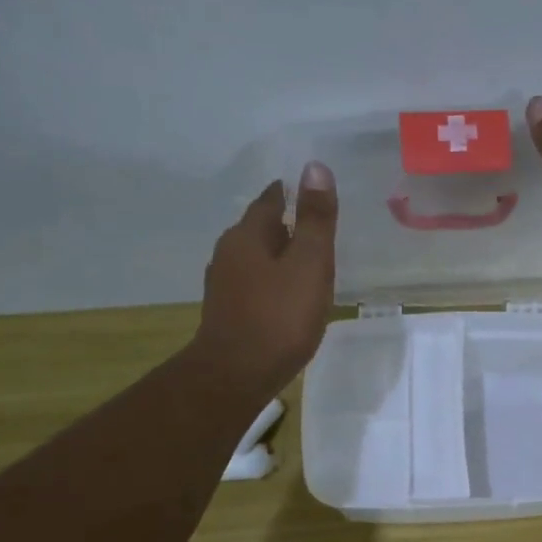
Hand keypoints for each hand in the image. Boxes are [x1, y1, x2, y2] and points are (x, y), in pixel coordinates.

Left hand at [194, 161, 337, 399]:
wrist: (237, 375)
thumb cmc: (279, 317)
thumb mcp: (309, 264)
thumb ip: (315, 219)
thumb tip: (315, 166)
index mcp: (247, 235)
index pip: (271, 199)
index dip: (293, 193)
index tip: (314, 194)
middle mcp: (228, 253)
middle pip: (261, 229)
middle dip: (287, 226)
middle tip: (318, 230)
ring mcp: (224, 285)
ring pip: (256, 259)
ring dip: (279, 257)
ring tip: (308, 264)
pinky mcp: (227, 312)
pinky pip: (254, 285)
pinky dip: (273, 283)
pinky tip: (288, 297)